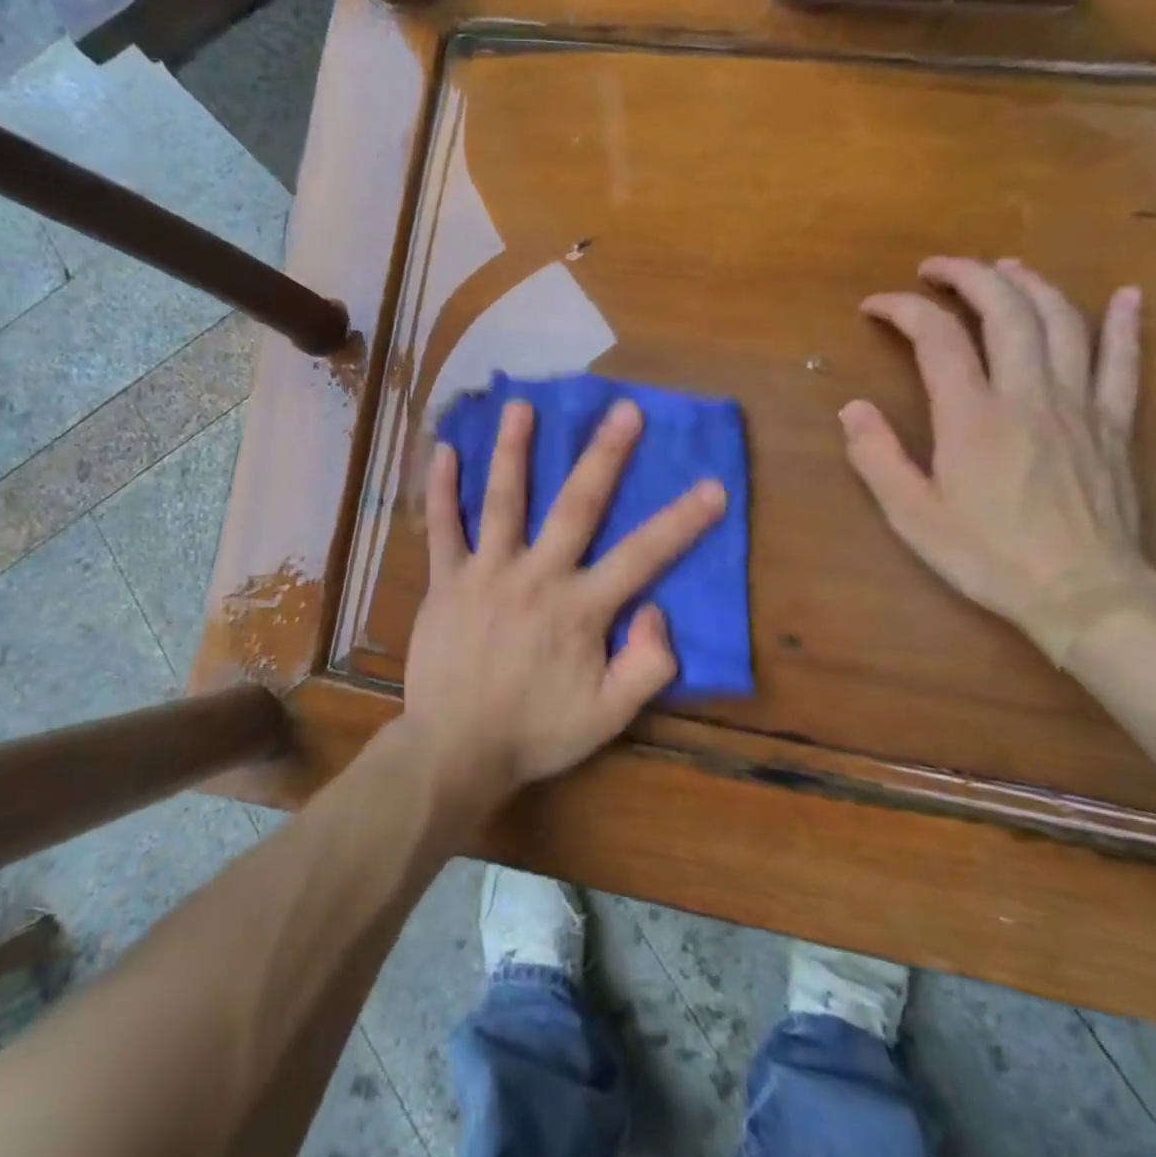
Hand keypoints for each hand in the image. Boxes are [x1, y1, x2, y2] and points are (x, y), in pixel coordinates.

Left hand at [404, 398, 726, 800]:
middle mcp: (536, 577)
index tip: (713, 486)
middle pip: (576, 506)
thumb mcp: (608, 717)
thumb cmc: (535, 733)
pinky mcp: (446, 582)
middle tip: (623, 410)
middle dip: (604, 456)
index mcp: (580, 609)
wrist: (455, 750)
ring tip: (522, 406)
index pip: (642, 557)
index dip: (681, 522)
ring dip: (513, 451)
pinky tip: (444, 451)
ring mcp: (486, 574)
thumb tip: (658, 610)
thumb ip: (646, 666)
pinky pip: (443, 528)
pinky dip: (442, 490)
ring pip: (503, 501)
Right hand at [840, 257, 1152, 650]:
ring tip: (1005, 267)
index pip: (936, 337)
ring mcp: (1079, 405)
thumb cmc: (987, 556)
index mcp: (972, 415)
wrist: (1084, 593)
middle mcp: (1027, 394)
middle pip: (1005, 310)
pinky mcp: (1114, 425)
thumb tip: (852, 407)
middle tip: (937, 267)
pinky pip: (1124, 362)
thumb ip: (877, 456)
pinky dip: (1124, 324)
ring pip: (1061, 322)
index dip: (903, 309)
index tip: (875, 306)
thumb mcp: (911, 515)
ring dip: (1031, 284)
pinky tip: (1125, 296)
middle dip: (969, 276)